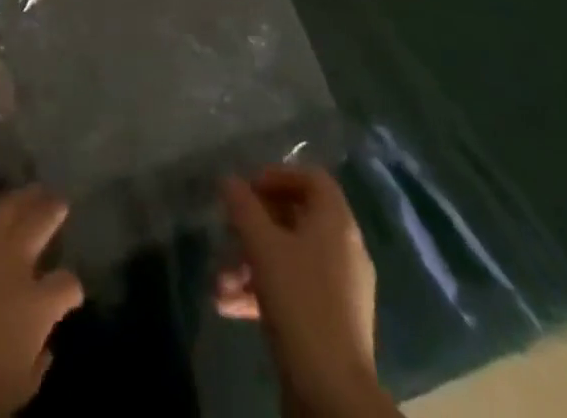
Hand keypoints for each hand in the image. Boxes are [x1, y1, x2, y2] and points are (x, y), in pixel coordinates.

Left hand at [0, 187, 83, 417]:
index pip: (66, 285)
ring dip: (21, 196)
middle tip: (59, 201)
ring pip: (6, 207)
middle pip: (41, 223)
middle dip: (53, 210)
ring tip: (30, 189)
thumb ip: (36, 366)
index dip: (72, 288)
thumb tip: (44, 346)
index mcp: (35, 305)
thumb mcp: (15, 395)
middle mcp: (12, 264)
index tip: (71, 293)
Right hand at [217, 166, 393, 417]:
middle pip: (297, 219)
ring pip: (291, 258)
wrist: (332, 390)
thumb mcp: (262, 245)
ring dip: (252, 263)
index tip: (248, 188)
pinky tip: (230, 305)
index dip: (278, 175)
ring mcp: (341, 289)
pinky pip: (296, 290)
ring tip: (220, 281)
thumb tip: (229, 180)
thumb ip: (243, 207)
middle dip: (256, 225)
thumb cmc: (299, 301)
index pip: (313, 179)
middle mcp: (345, 249)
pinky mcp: (332, 322)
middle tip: (229, 231)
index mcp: (337, 223)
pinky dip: (264, 291)